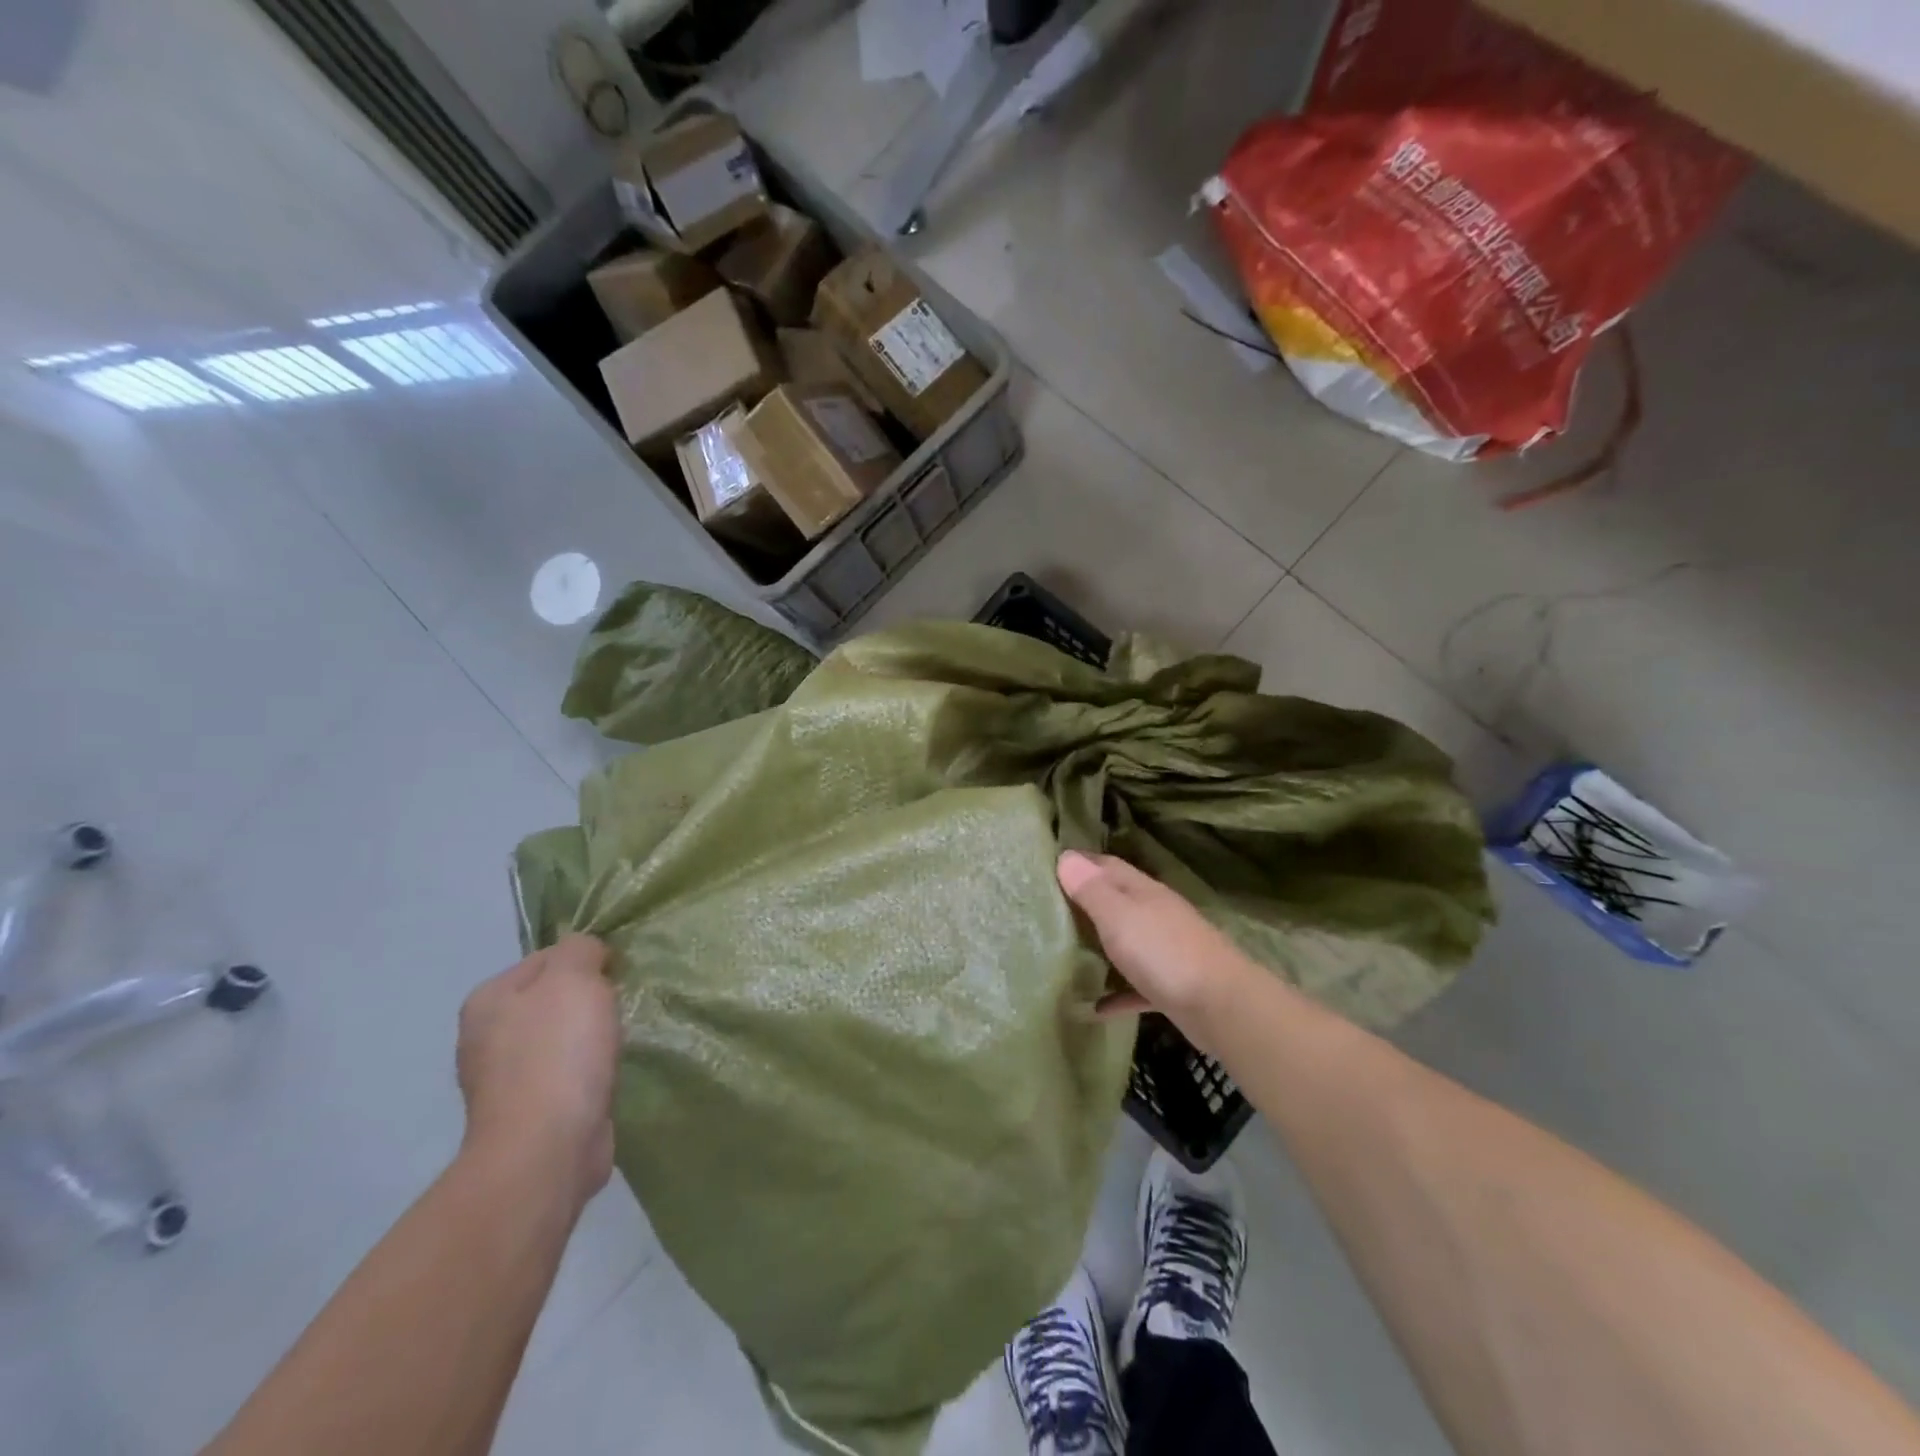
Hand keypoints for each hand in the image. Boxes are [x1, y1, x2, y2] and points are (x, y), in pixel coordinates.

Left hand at [456, 935, 620, 1213]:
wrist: (546, 1149)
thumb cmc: (558, 1052)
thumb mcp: (574, 977)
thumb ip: (581, 949)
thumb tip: (588, 953)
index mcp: (488, 999)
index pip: (547, 957)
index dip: (587, 961)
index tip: (615, 976)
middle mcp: (486, 1036)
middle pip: (553, 998)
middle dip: (589, 1000)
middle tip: (617, 1009)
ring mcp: (503, 1079)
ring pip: (560, 1037)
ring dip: (589, 1038)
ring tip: (615, 1044)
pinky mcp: (528, 1113)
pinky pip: (566, 1074)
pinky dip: (587, 1072)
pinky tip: (604, 1077)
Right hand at [1057, 851, 1259, 1048]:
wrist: (1221, 1007)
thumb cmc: (1163, 952)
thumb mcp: (1119, 915)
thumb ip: (1092, 889)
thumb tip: (1066, 857)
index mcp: (1142, 891)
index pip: (1106, 865)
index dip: (1079, 863)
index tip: (1047, 866)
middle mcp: (1155, 915)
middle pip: (1115, 902)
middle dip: (1084, 902)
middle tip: (1046, 910)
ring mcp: (1165, 951)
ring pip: (1125, 942)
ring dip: (1099, 946)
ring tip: (1061, 954)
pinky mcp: (1170, 988)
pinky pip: (1134, 986)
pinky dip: (1115, 993)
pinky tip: (1093, 1008)